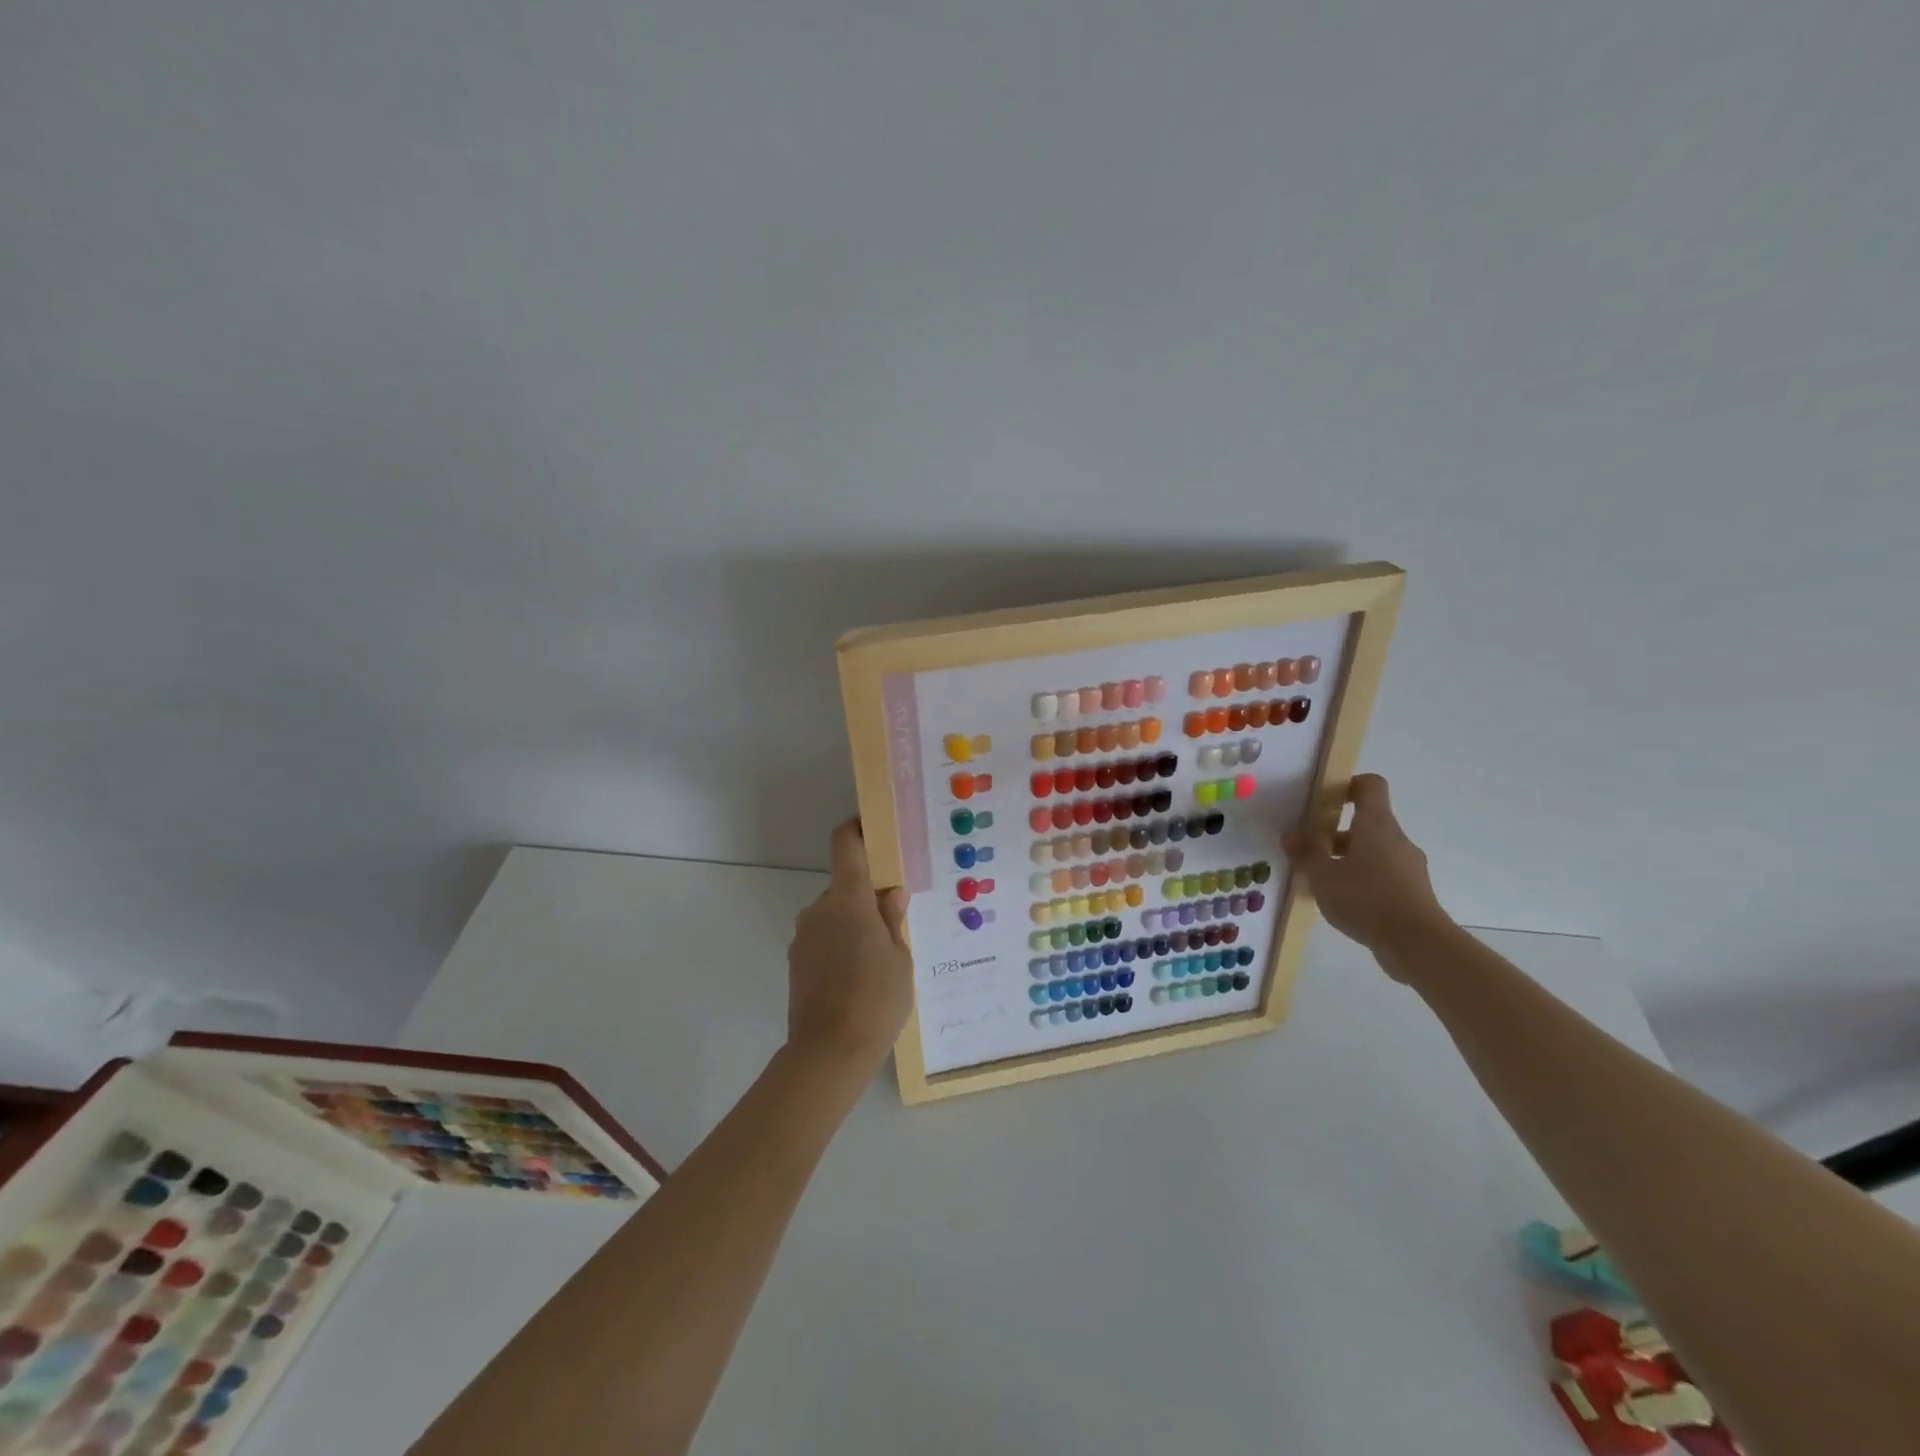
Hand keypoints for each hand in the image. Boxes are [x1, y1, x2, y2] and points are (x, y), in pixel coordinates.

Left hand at [786, 818, 913, 1071]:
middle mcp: (819, 910)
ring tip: (879, 959)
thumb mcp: (899, 959)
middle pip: (844, 886)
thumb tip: (891, 893)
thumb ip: (892, 920)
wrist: (828, 1054)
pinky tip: (858, 978)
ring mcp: (803, 937)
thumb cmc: (876, 1000)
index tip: (872, 826)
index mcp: (848, 900)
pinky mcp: (796, 962)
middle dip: (867, 896)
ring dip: (854, 925)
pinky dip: (840, 946)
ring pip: (834, 916)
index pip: (845, 846)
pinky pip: (823, 940)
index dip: (856, 829)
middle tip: (895, 920)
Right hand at [1283, 774, 1452, 977]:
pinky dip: (1363, 881)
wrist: (1417, 944)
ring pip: (1375, 851)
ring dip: (1349, 859)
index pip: (1371, 785)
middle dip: (1337, 832)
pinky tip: (1344, 903)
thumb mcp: (1323, 876)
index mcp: (1377, 825)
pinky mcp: (1414, 892)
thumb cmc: (1366, 898)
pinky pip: (1384, 875)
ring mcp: (1409, 867)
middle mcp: (1397, 839)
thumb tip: (1291, 836)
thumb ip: (1306, 854)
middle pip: (1369, 821)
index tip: (1325, 800)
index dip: (1349, 785)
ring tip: (1323, 881)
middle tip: (1311, 848)